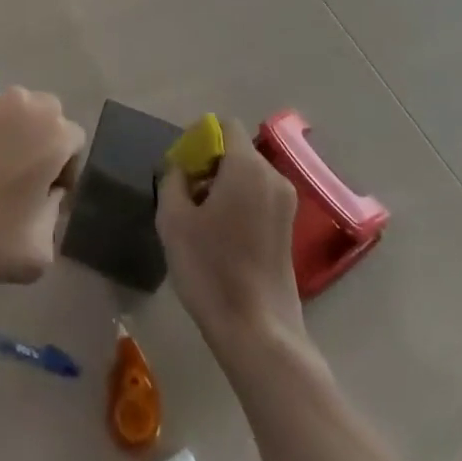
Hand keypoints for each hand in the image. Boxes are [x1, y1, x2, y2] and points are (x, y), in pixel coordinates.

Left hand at [0, 87, 84, 314]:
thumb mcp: (41, 248)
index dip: (66, 173)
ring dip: (13, 138)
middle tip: (25, 185)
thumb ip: (56, 214)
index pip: (74, 143)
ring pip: (14, 115)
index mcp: (51, 131)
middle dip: (43, 144)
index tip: (46, 201)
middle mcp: (23, 105)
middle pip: (47, 117)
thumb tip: (46, 196)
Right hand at [156, 128, 305, 349]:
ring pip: (247, 175)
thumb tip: (180, 169)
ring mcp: (285, 205)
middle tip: (185, 192)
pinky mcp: (288, 230)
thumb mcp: (174, 219)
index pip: (225, 126)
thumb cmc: (211, 269)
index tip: (181, 164)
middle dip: (209, 162)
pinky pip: (258, 197)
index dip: (199, 137)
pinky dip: (238, 202)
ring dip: (222, 184)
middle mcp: (273, 177)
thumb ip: (173, 180)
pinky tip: (220, 236)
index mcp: (247, 166)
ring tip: (199, 217)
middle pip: (237, 150)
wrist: (258, 334)